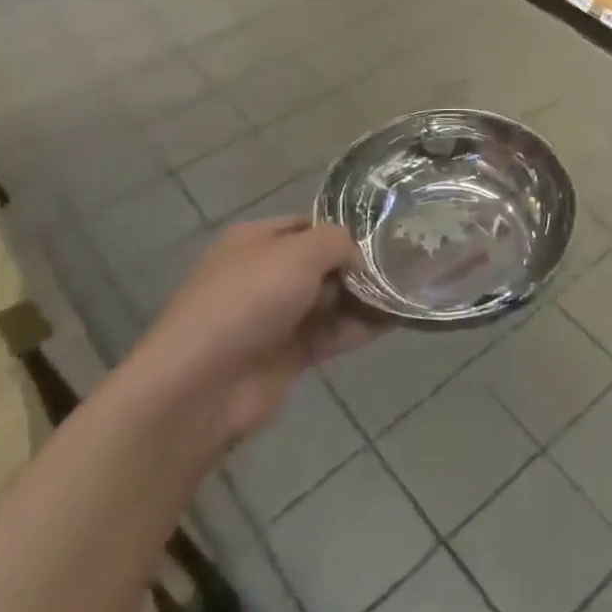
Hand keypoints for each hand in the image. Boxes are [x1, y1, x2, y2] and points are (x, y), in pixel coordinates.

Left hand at [135, 217, 385, 452]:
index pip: (308, 224)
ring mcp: (275, 317)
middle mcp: (264, 274)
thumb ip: (336, 242)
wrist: (201, 387)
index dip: (345, 228)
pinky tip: (395, 321)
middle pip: (323, 264)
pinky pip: (331, 334)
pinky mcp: (287, 355)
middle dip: (360, 265)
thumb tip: (357, 254)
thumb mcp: (298, 253)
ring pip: (331, 300)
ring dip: (366, 298)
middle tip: (406, 263)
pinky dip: (359, 328)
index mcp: (255, 241)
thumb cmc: (248, 302)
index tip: (386, 235)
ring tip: (410, 291)